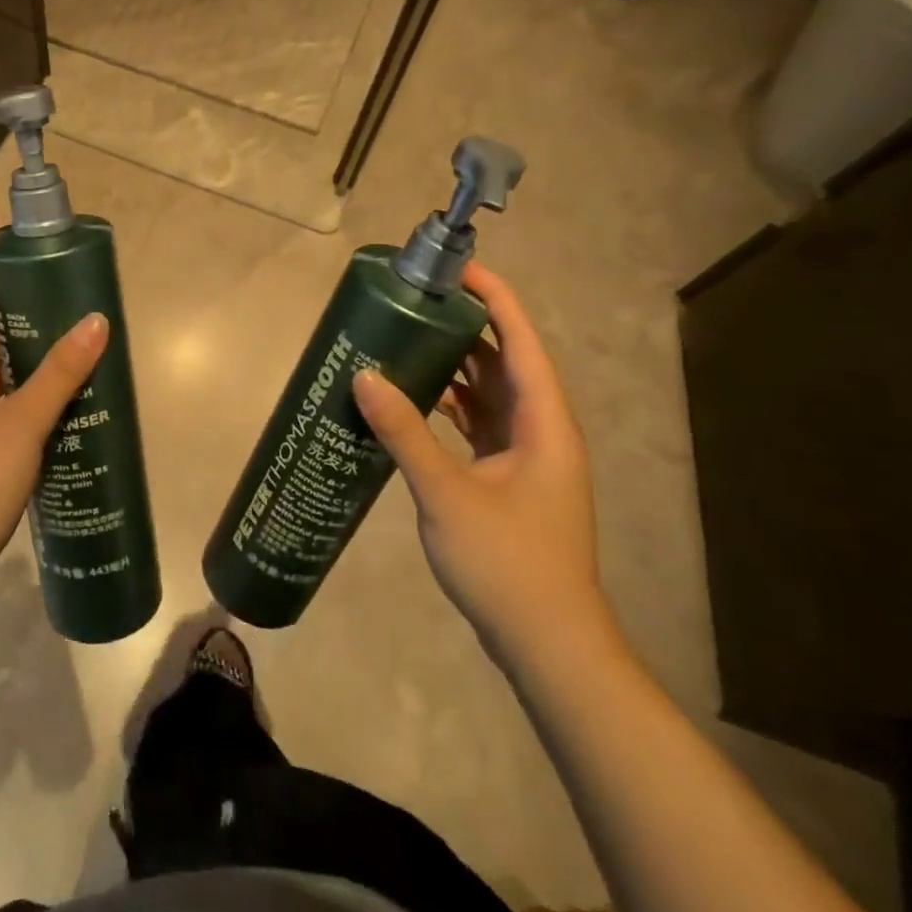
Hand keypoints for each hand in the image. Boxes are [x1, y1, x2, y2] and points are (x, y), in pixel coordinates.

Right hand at [351, 263, 618, 673]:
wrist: (547, 643)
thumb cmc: (508, 562)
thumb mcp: (446, 492)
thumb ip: (405, 431)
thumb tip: (364, 375)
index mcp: (543, 421)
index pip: (520, 340)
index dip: (493, 297)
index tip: (455, 268)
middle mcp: (541, 429)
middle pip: (505, 360)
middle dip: (465, 327)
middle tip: (415, 302)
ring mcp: (528, 456)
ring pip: (491, 393)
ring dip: (455, 367)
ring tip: (406, 341)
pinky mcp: (510, 479)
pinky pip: (480, 424)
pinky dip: (450, 406)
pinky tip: (413, 402)